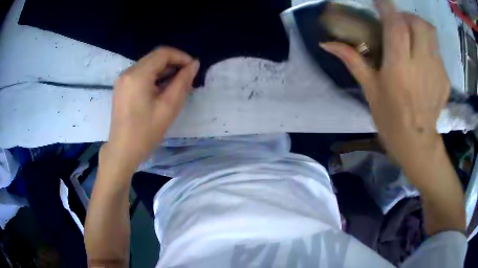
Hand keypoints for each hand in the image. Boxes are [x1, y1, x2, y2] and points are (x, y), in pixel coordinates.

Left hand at [105, 47, 199, 167]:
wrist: (122, 151)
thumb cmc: (145, 132)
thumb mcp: (168, 107)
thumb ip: (183, 82)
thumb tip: (194, 65)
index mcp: (138, 75)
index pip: (163, 53)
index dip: (181, 57)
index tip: (193, 68)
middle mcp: (128, 72)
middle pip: (154, 57)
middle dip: (173, 63)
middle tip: (187, 77)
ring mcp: (123, 80)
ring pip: (148, 65)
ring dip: (164, 70)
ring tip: (178, 83)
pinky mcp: (121, 88)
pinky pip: (140, 74)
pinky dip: (154, 77)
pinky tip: (162, 88)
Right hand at [320, 0, 449, 167]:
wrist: (417, 143)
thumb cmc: (390, 119)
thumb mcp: (370, 89)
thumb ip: (352, 60)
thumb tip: (327, 43)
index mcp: (399, 67)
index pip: (395, 24)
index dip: (386, 7)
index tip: (379, 2)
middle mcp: (420, 64)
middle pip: (418, 23)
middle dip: (407, 16)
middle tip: (400, 23)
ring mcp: (436, 71)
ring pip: (431, 34)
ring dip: (420, 28)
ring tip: (413, 37)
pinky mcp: (444, 78)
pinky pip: (437, 52)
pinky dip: (429, 48)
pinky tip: (423, 61)